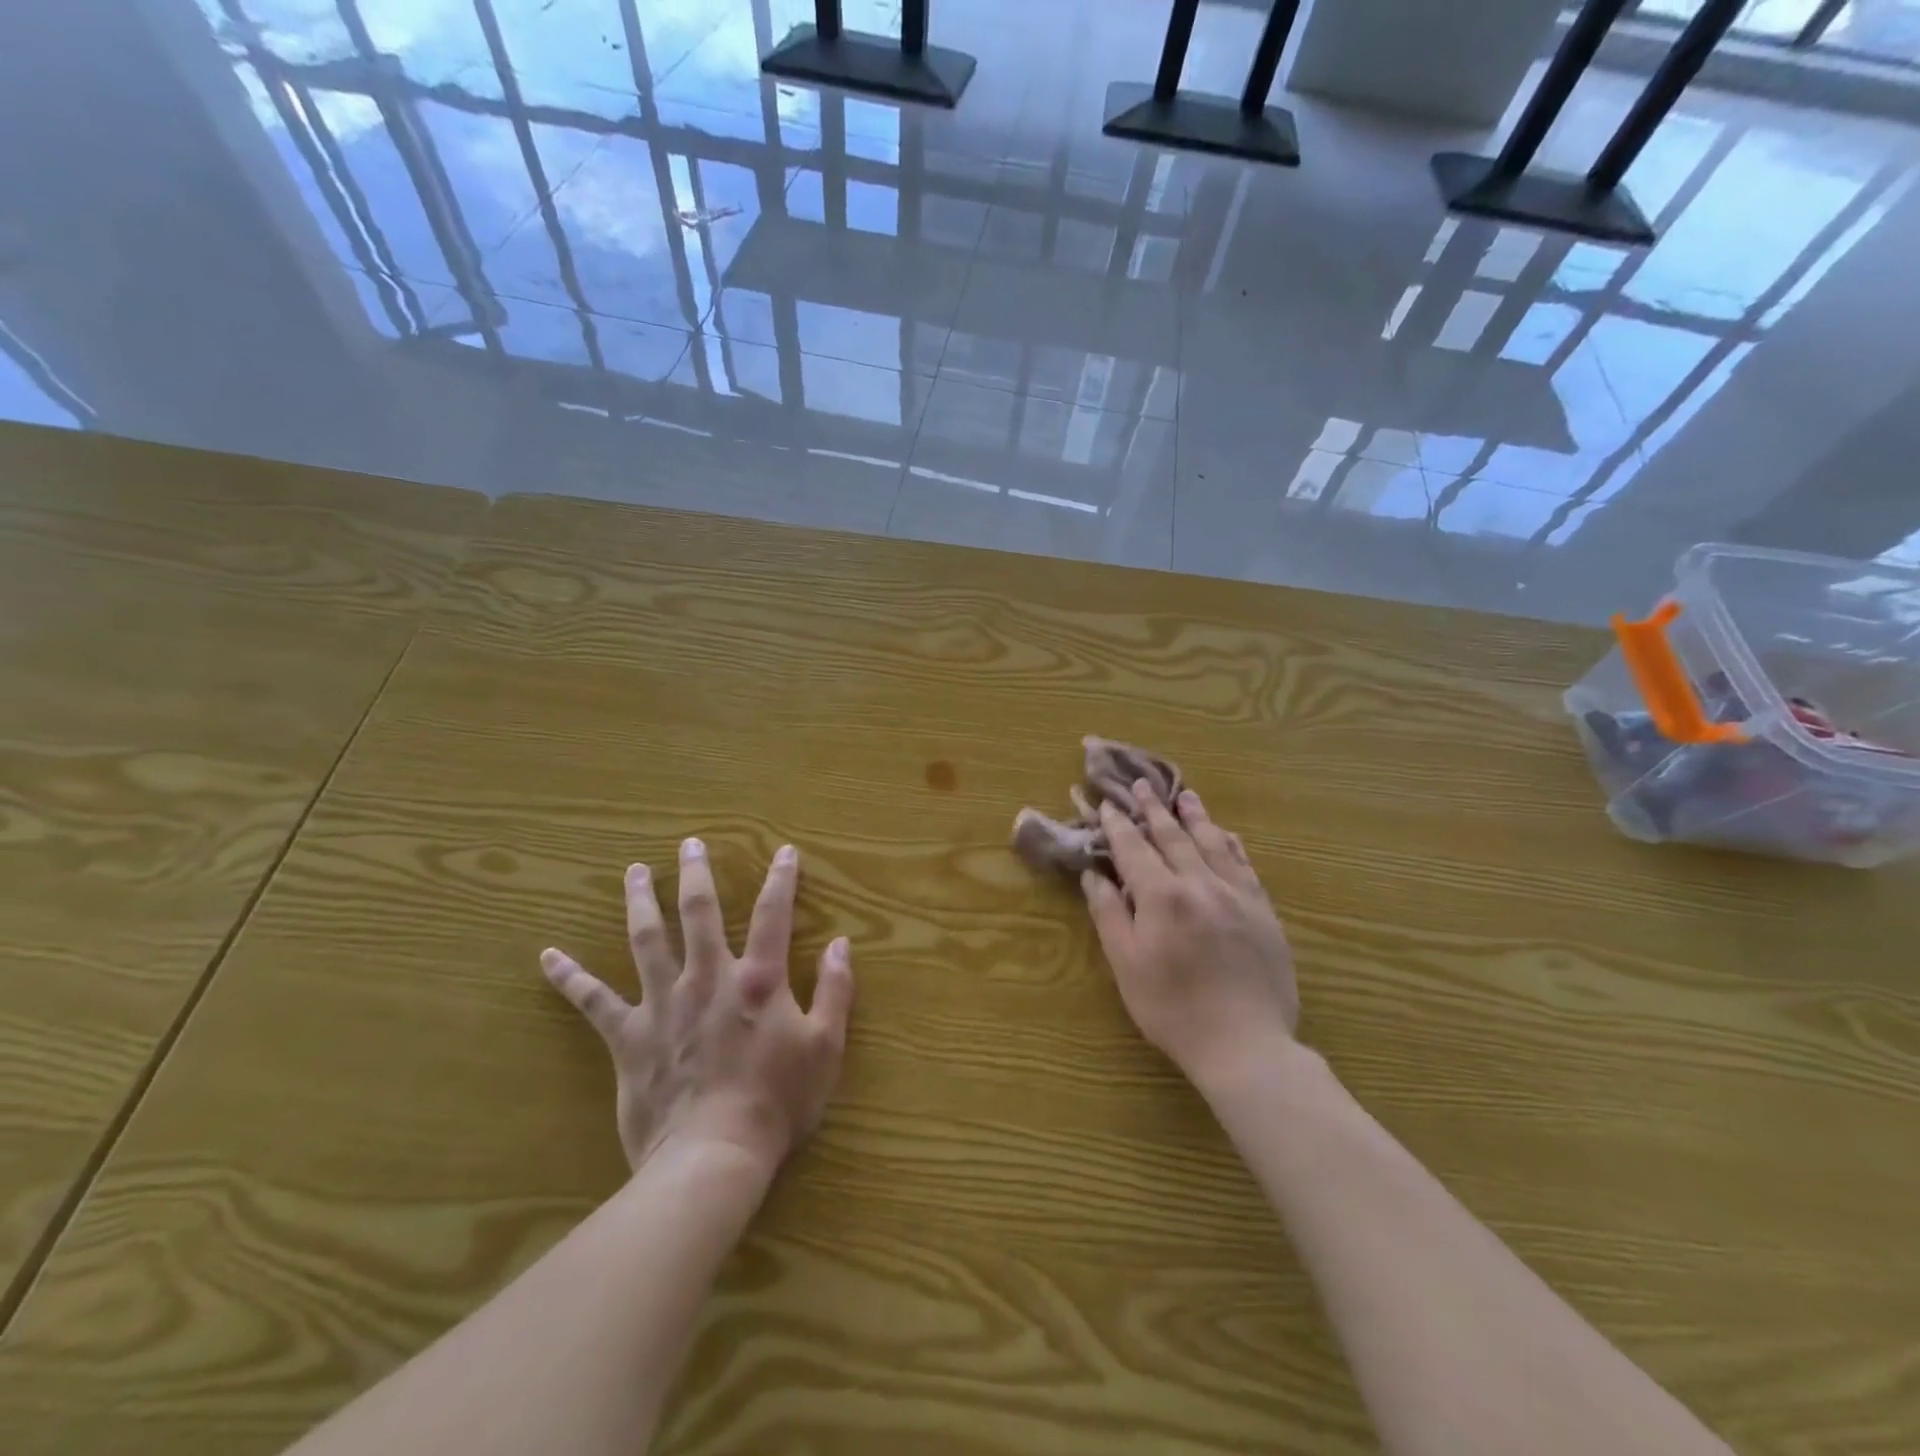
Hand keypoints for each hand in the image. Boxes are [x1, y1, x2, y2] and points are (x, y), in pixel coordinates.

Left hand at [541, 839, 853, 1174]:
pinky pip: (594, 1002)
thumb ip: (835, 991)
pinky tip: (548, 957)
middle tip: (689, 844)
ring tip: (634, 872)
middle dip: (696, 874)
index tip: (785, 851)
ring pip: (647, 939)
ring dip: (640, 901)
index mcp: (758, 980)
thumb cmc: (778, 1103)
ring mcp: (663, 1004)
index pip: (774, 915)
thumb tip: (841, 944)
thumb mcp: (826, 1047)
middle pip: (700, 912)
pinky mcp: (629, 1036)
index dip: (782, 879)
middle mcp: (708, 978)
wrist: (713, 1157)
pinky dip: (571, 978)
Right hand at [1081, 782, 1298, 1090]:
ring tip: (1185, 795)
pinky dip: (1231, 845)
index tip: (1108, 804)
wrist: (1244, 1044)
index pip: (1134, 849)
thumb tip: (1094, 874)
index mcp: (1162, 895)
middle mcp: (1200, 883)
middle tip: (1143, 785)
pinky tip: (1227, 834)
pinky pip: (1245, 865)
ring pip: (1213, 843)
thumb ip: (1109, 913)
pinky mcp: (1263, 911)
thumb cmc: (1172, 1008)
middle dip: (1154, 810)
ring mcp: (1237, 895)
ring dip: (1195, 817)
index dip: (1118, 825)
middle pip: (1173, 837)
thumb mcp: (1126, 964)